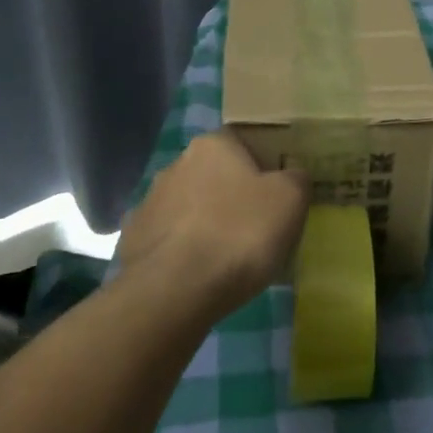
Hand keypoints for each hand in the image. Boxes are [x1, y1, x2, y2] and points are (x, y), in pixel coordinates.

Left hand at [116, 131, 308, 315]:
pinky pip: (170, 239)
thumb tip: (292, 176)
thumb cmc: (239, 233)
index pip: (242, 142)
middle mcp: (176, 164)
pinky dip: (185, 252)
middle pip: (214, 174)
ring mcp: (150, 202)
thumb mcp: (291, 199)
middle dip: (232, 196)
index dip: (262, 166)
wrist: (174, 290)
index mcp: (213, 145)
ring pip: (190, 207)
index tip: (276, 195)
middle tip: (256, 227)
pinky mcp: (135, 239)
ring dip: (206, 224)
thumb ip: (297, 178)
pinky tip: (199, 275)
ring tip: (228, 258)